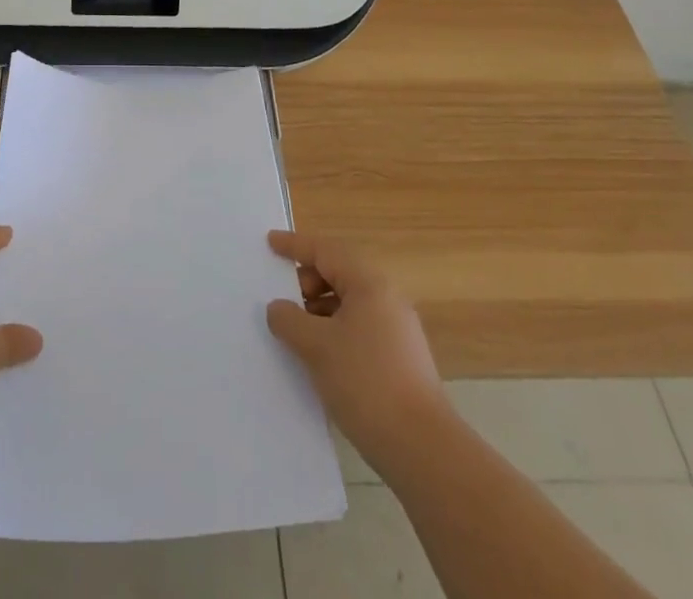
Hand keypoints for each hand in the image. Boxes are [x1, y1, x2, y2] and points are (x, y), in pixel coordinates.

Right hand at [266, 230, 448, 474]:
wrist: (422, 449)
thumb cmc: (365, 383)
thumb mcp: (316, 347)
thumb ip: (289, 320)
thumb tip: (278, 309)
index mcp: (369, 284)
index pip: (325, 251)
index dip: (294, 245)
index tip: (269, 243)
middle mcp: (387, 298)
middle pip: (339, 273)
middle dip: (306, 281)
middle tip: (282, 299)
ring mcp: (397, 329)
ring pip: (348, 303)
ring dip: (319, 309)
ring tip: (296, 332)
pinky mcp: (400, 358)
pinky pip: (358, 327)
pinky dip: (334, 330)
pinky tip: (319, 356)